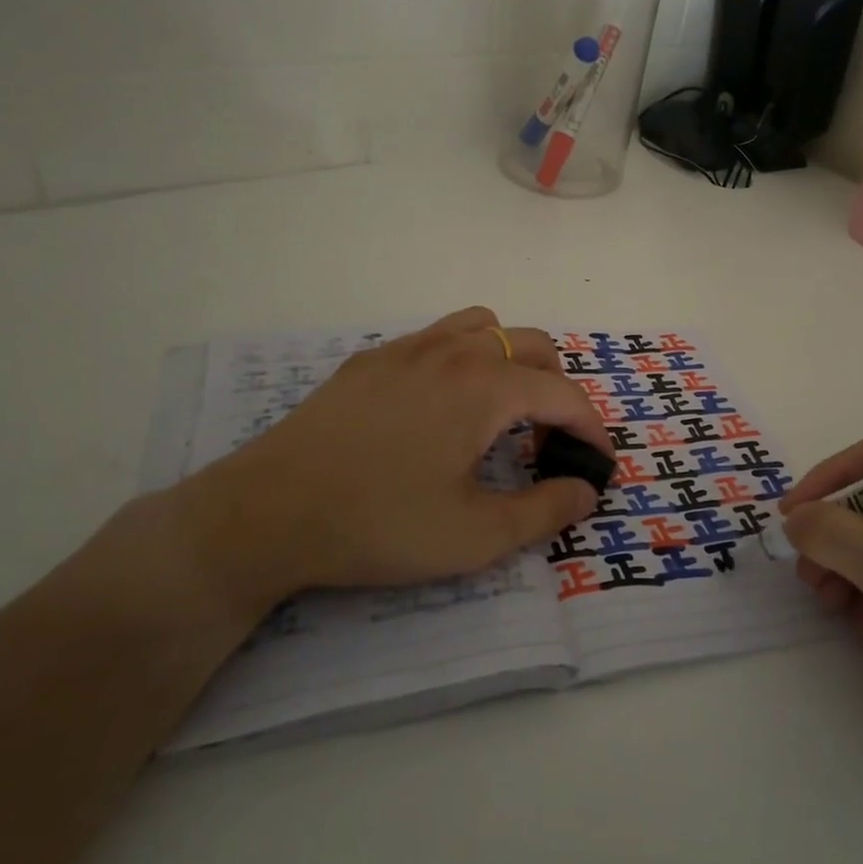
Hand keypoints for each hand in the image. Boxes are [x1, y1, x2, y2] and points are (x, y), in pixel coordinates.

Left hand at [164, 308, 608, 622]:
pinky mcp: (371, 359)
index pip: (564, 394)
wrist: (266, 512)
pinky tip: (438, 409)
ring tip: (499, 413)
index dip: (592, 429)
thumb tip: (585, 490)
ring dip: (511, 362)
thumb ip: (544, 511)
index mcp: (486, 387)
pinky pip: (438, 338)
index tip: (596, 465)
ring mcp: (408, 347)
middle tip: (545, 444)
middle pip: (534, 346)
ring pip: (485, 327)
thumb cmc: (379, 524)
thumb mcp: (474, 537)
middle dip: (557, 390)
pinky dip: (464, 360)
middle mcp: (454, 351)